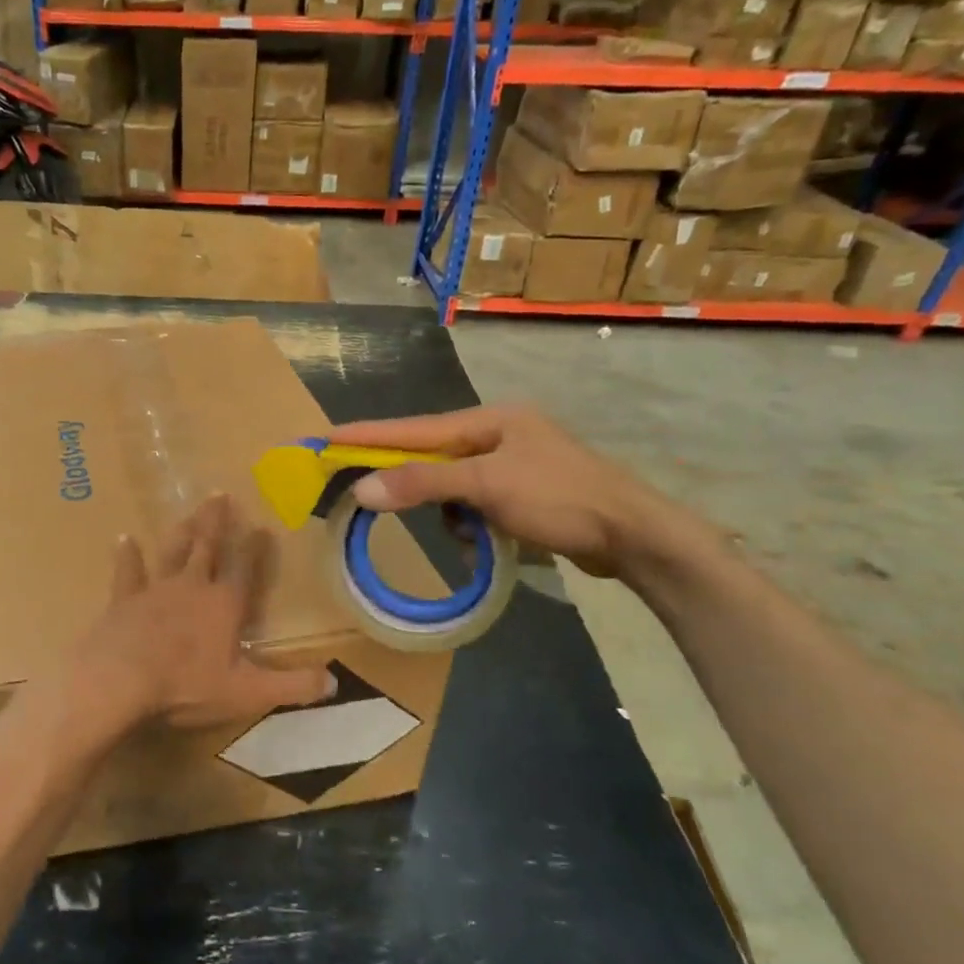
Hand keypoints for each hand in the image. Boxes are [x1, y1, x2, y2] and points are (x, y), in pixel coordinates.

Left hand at [66, 494, 334, 735]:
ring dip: (182, 532)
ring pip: (172, 552)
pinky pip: (128, 572)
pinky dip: (127, 555)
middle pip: (206, 547)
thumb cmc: (187, 686)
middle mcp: (192, 587)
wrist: (121, 681)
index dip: (254, 549)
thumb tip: (334, 682)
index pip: (244, 569)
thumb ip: (291, 686)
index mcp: (224, 606)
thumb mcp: (248, 693)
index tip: (261, 526)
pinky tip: (124, 539)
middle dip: (216, 522)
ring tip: (188, 513)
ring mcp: (156, 589)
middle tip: (219, 494)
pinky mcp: (124, 600)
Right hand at [329, 405, 695, 579]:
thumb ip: (423, 484)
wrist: (636, 535)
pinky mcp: (525, 494)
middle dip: (414, 484)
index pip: (413, 428)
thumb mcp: (486, 487)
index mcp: (489, 420)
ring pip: (453, 487)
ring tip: (471, 535)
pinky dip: (473, 526)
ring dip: (451, 513)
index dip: (368, 435)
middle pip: (432, 458)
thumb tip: (363, 489)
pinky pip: (476, 506)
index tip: (327, 437)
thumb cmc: (560, 498)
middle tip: (375, 498)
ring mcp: (513, 465)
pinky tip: (485, 543)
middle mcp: (498, 435)